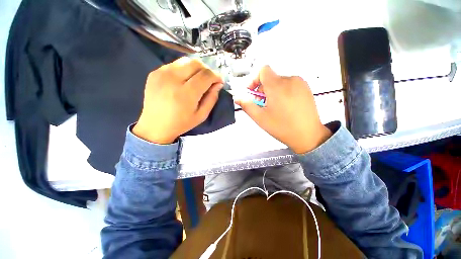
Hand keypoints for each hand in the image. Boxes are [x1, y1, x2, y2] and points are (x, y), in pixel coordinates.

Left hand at [133, 57, 222, 143]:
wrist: (155, 125)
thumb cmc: (181, 123)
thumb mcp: (201, 115)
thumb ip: (212, 98)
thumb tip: (218, 84)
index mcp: (186, 94)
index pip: (206, 75)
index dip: (216, 76)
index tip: (219, 81)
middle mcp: (173, 79)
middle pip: (196, 63)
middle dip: (207, 70)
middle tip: (208, 80)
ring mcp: (161, 74)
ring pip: (185, 60)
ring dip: (196, 68)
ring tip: (197, 79)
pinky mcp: (155, 72)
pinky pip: (175, 64)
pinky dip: (184, 69)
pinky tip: (183, 80)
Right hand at [235, 66, 331, 153]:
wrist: (308, 135)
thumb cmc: (282, 127)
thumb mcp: (260, 118)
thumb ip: (247, 105)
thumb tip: (238, 98)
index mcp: (277, 86)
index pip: (263, 70)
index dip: (254, 80)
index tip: (252, 92)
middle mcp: (290, 80)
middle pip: (270, 78)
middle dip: (262, 90)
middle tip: (262, 105)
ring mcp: (300, 83)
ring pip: (279, 82)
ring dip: (272, 92)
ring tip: (274, 107)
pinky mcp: (306, 88)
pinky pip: (289, 85)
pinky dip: (282, 92)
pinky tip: (284, 106)